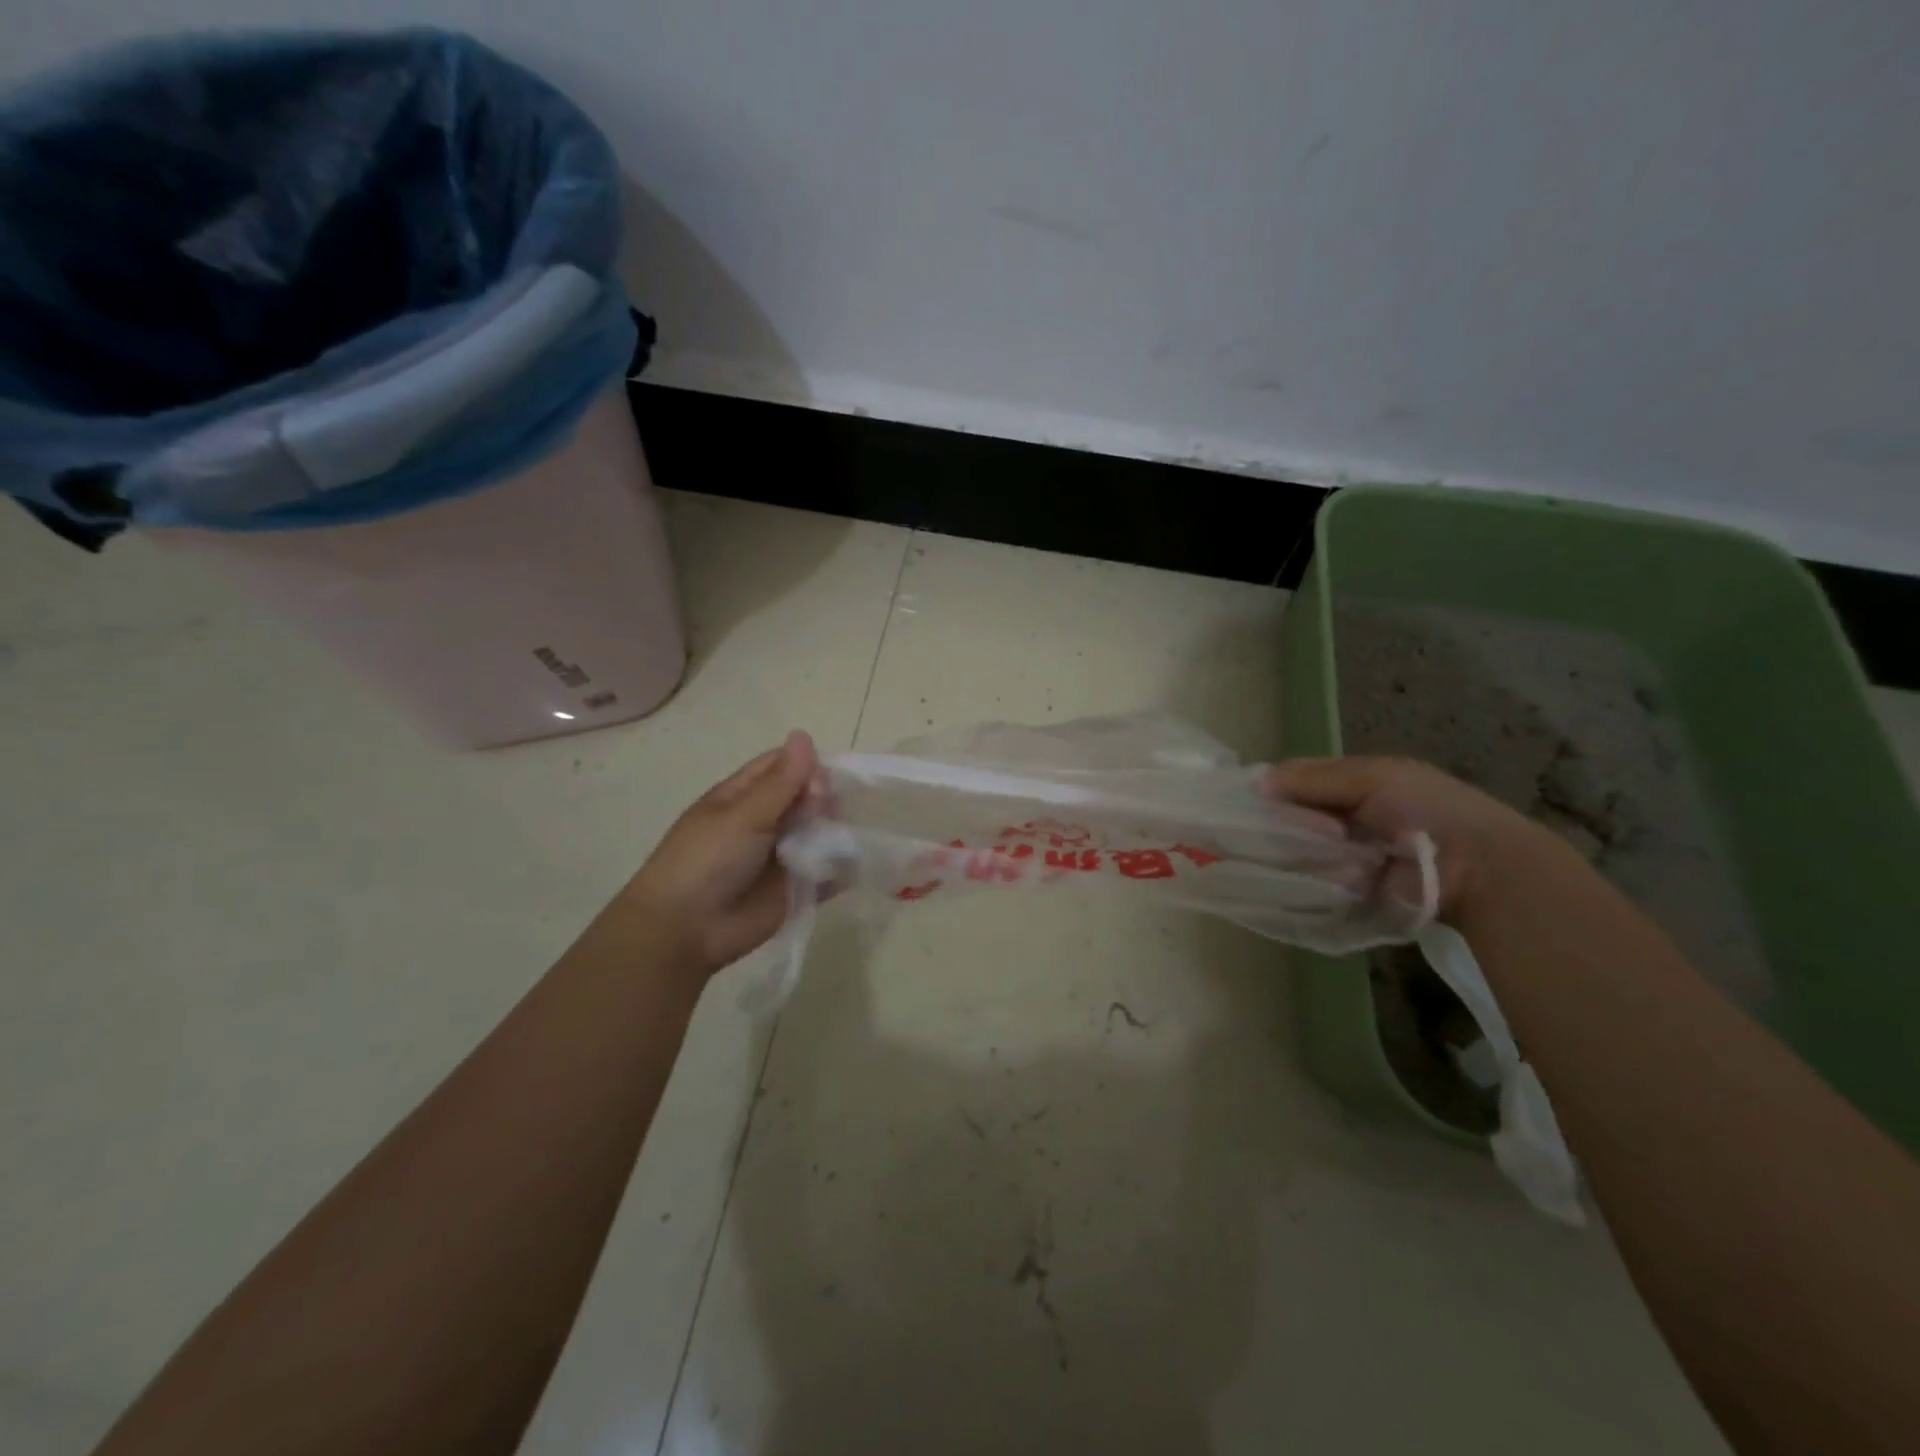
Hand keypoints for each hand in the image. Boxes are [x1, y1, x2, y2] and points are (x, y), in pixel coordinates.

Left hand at [621, 732, 822, 976]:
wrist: (686, 930)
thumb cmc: (706, 861)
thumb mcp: (743, 815)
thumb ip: (781, 782)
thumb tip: (804, 734)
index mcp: (743, 797)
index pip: (782, 767)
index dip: (807, 766)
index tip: (826, 778)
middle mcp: (765, 822)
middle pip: (807, 798)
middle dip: (823, 800)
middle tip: (823, 812)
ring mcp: (782, 856)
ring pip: (820, 832)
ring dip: (834, 831)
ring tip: (834, 840)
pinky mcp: (797, 888)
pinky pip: (827, 872)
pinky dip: (841, 868)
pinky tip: (854, 863)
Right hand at [1263, 756, 1559, 922]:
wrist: (1477, 870)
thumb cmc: (1426, 811)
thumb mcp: (1372, 778)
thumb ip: (1315, 778)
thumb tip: (1260, 783)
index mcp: (1361, 783)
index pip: (1302, 780)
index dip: (1276, 786)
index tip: (1248, 799)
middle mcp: (1353, 818)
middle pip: (1299, 816)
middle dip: (1282, 822)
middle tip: (1258, 832)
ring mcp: (1352, 857)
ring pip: (1303, 851)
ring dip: (1297, 853)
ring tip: (1285, 856)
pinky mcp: (1354, 893)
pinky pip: (1317, 883)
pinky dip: (1308, 880)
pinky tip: (1295, 878)